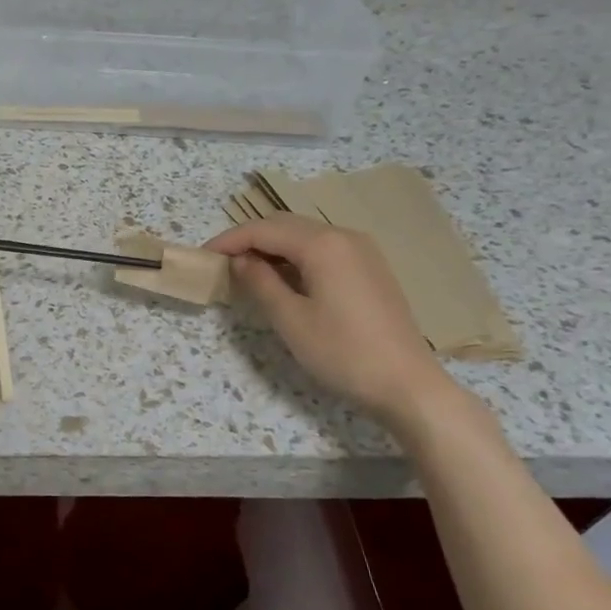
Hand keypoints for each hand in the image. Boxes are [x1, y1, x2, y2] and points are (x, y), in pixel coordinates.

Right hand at [206, 214, 459, 433]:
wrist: (407, 384)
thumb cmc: (343, 352)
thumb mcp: (291, 320)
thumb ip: (260, 283)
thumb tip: (240, 261)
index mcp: (323, 245)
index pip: (264, 230)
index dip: (230, 240)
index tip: (203, 256)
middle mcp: (344, 236)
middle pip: (285, 225)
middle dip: (250, 239)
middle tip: (220, 262)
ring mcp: (362, 251)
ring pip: (305, 236)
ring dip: (273, 247)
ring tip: (246, 271)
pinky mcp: (371, 269)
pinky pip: (324, 250)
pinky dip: (296, 257)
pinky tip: (283, 279)